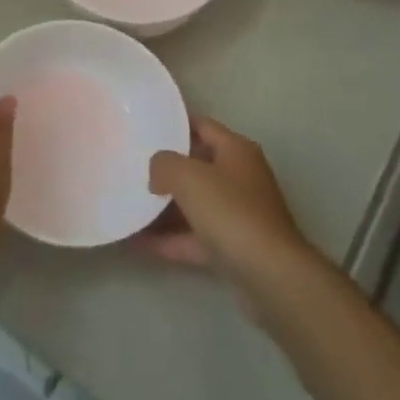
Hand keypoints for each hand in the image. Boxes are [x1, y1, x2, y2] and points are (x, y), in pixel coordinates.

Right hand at [136, 117, 318, 300]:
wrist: (271, 275)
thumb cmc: (231, 212)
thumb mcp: (188, 176)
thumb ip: (164, 164)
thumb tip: (157, 172)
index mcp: (237, 151)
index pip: (202, 126)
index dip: (175, 125)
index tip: (146, 128)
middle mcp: (240, 178)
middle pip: (197, 166)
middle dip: (166, 169)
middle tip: (132, 167)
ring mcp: (238, 215)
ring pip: (195, 205)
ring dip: (164, 208)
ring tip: (129, 205)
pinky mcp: (233, 248)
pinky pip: (194, 237)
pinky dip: (169, 239)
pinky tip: (137, 242)